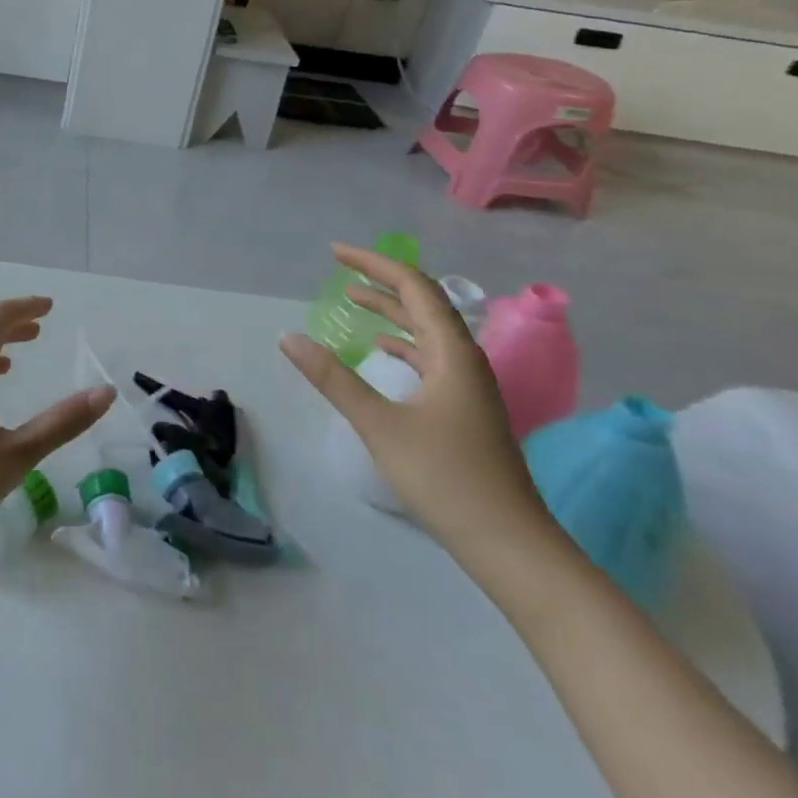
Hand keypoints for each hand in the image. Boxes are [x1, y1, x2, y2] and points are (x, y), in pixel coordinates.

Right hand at [280, 245, 550, 561]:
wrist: (509, 545)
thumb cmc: (445, 478)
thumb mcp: (380, 424)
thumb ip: (333, 378)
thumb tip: (288, 337)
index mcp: (452, 353)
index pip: (413, 287)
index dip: (374, 264)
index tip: (335, 253)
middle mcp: (465, 359)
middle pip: (424, 303)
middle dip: (382, 281)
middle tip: (340, 268)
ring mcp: (469, 386)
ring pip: (428, 331)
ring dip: (392, 311)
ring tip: (355, 300)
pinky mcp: (465, 409)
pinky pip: (431, 357)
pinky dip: (403, 343)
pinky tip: (382, 351)